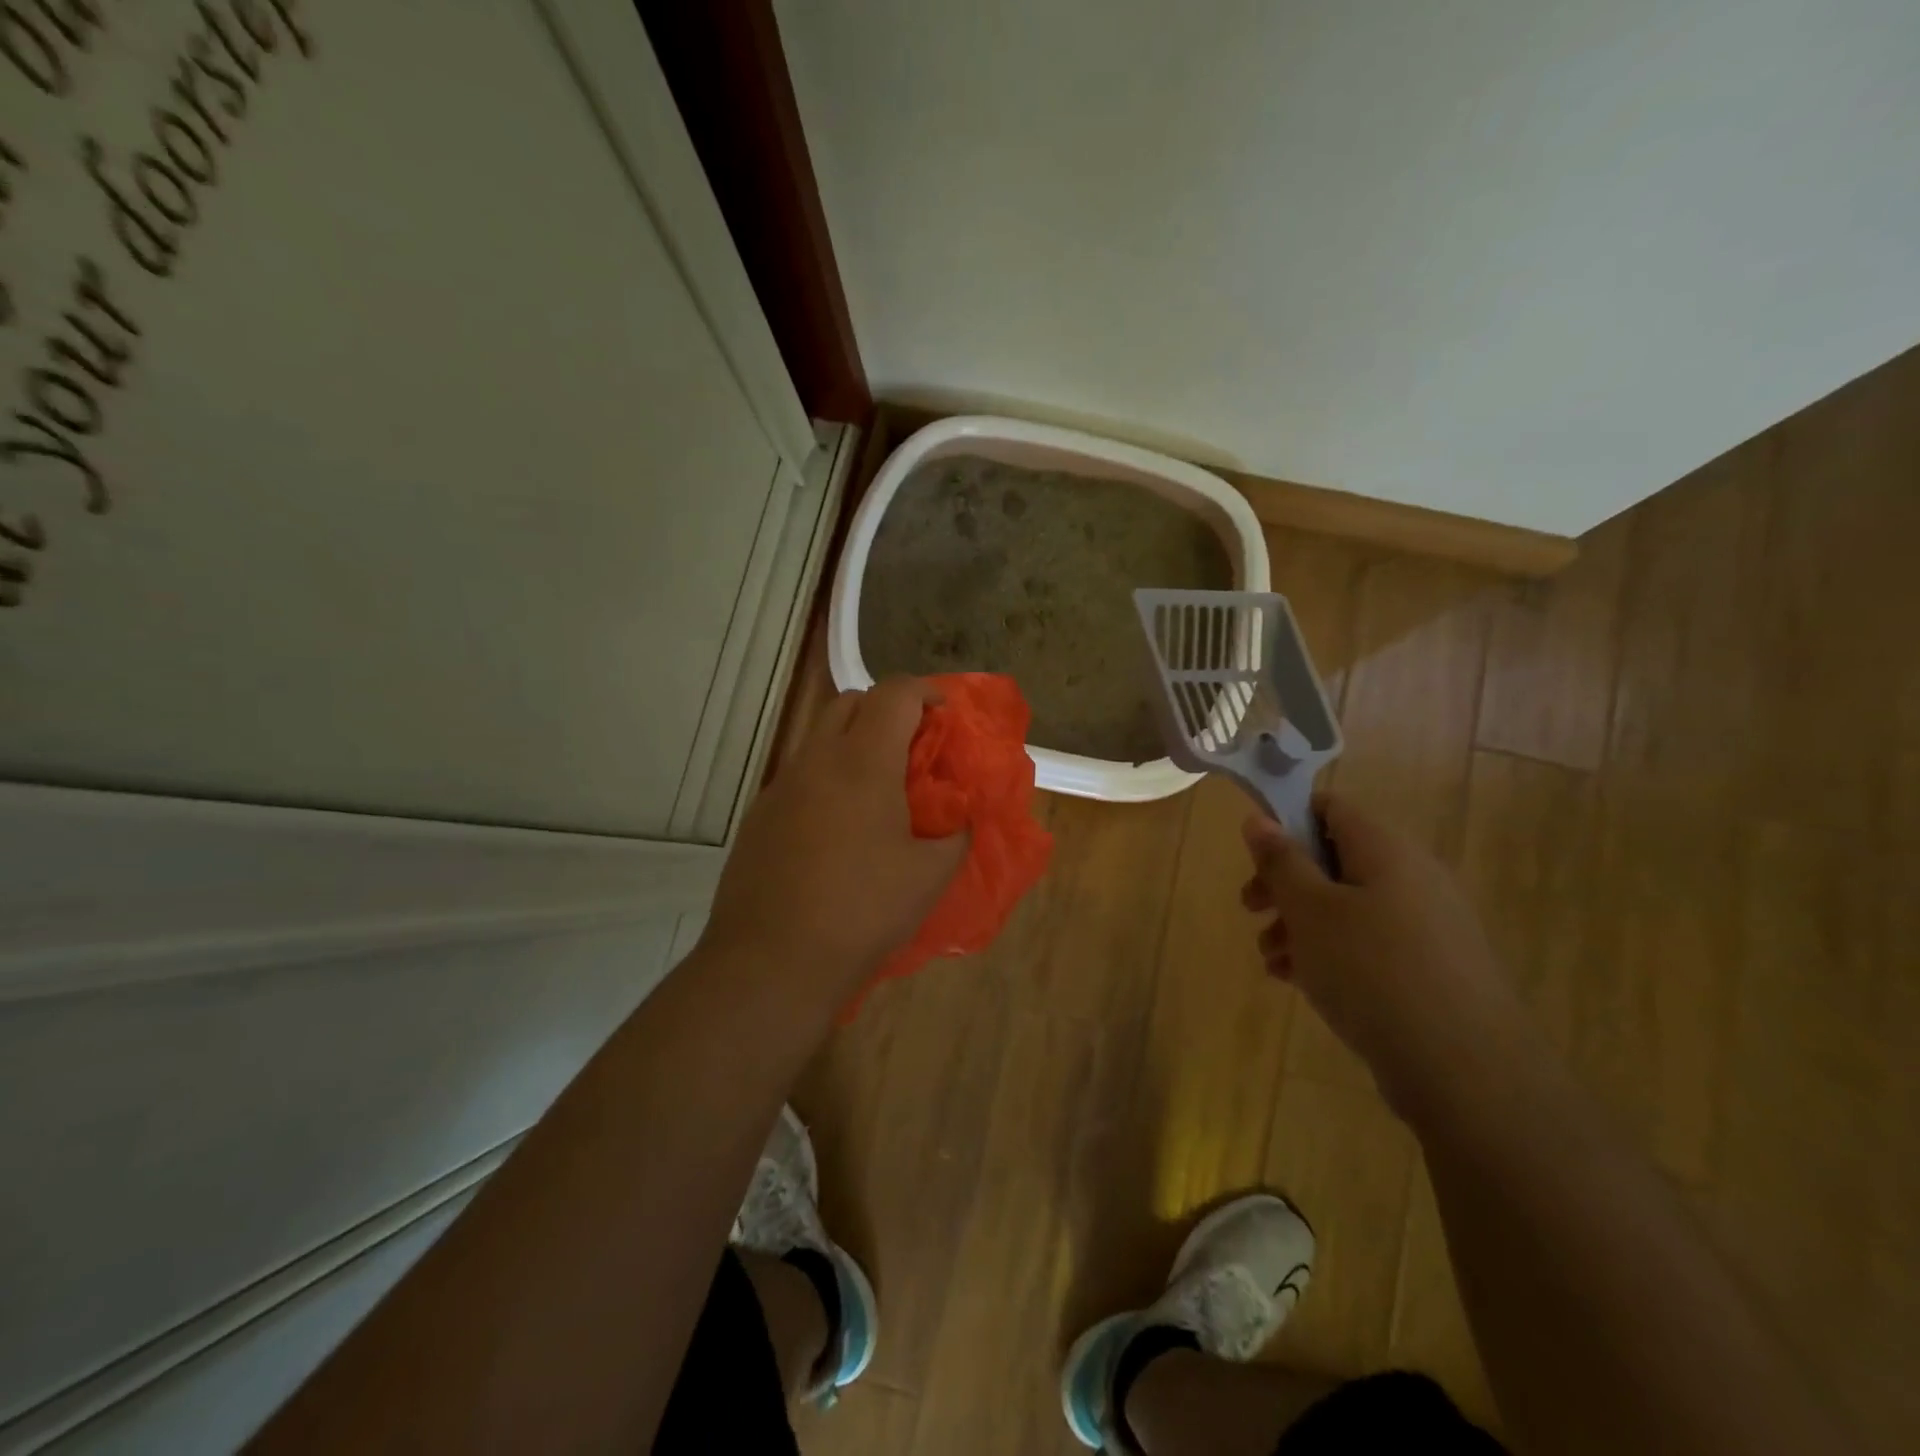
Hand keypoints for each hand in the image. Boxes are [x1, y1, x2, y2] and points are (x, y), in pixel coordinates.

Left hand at [700, 677, 967, 999]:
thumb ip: (957, 835)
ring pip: (819, 737)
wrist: (772, 961)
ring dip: (853, 743)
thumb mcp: (929, 876)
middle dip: (887, 710)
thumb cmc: (862, 910)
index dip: (925, 692)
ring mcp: (780, 787)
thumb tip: (962, 819)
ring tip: (879, 787)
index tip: (946, 713)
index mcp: (862, 762)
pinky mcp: (759, 816)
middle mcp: (816, 760)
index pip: (894, 694)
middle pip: (850, 702)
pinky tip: (839, 826)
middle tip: (914, 746)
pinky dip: (827, 777)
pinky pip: (800, 775)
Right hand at [1241, 792, 1521, 1111]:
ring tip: (1271, 958)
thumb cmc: (1373, 972)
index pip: (1330, 807)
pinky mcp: (1431, 968)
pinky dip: (1331, 952)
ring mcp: (1427, 925)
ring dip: (1301, 923)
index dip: (1287, 821)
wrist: (1466, 1071)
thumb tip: (1259, 819)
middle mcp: (1412, 877)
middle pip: (1334, 859)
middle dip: (1285, 882)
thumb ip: (1281, 861)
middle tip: (1251, 908)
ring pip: (1348, 905)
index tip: (1255, 857)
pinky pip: (1369, 943)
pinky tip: (1299, 981)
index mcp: (1386, 849)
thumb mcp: (1311, 910)